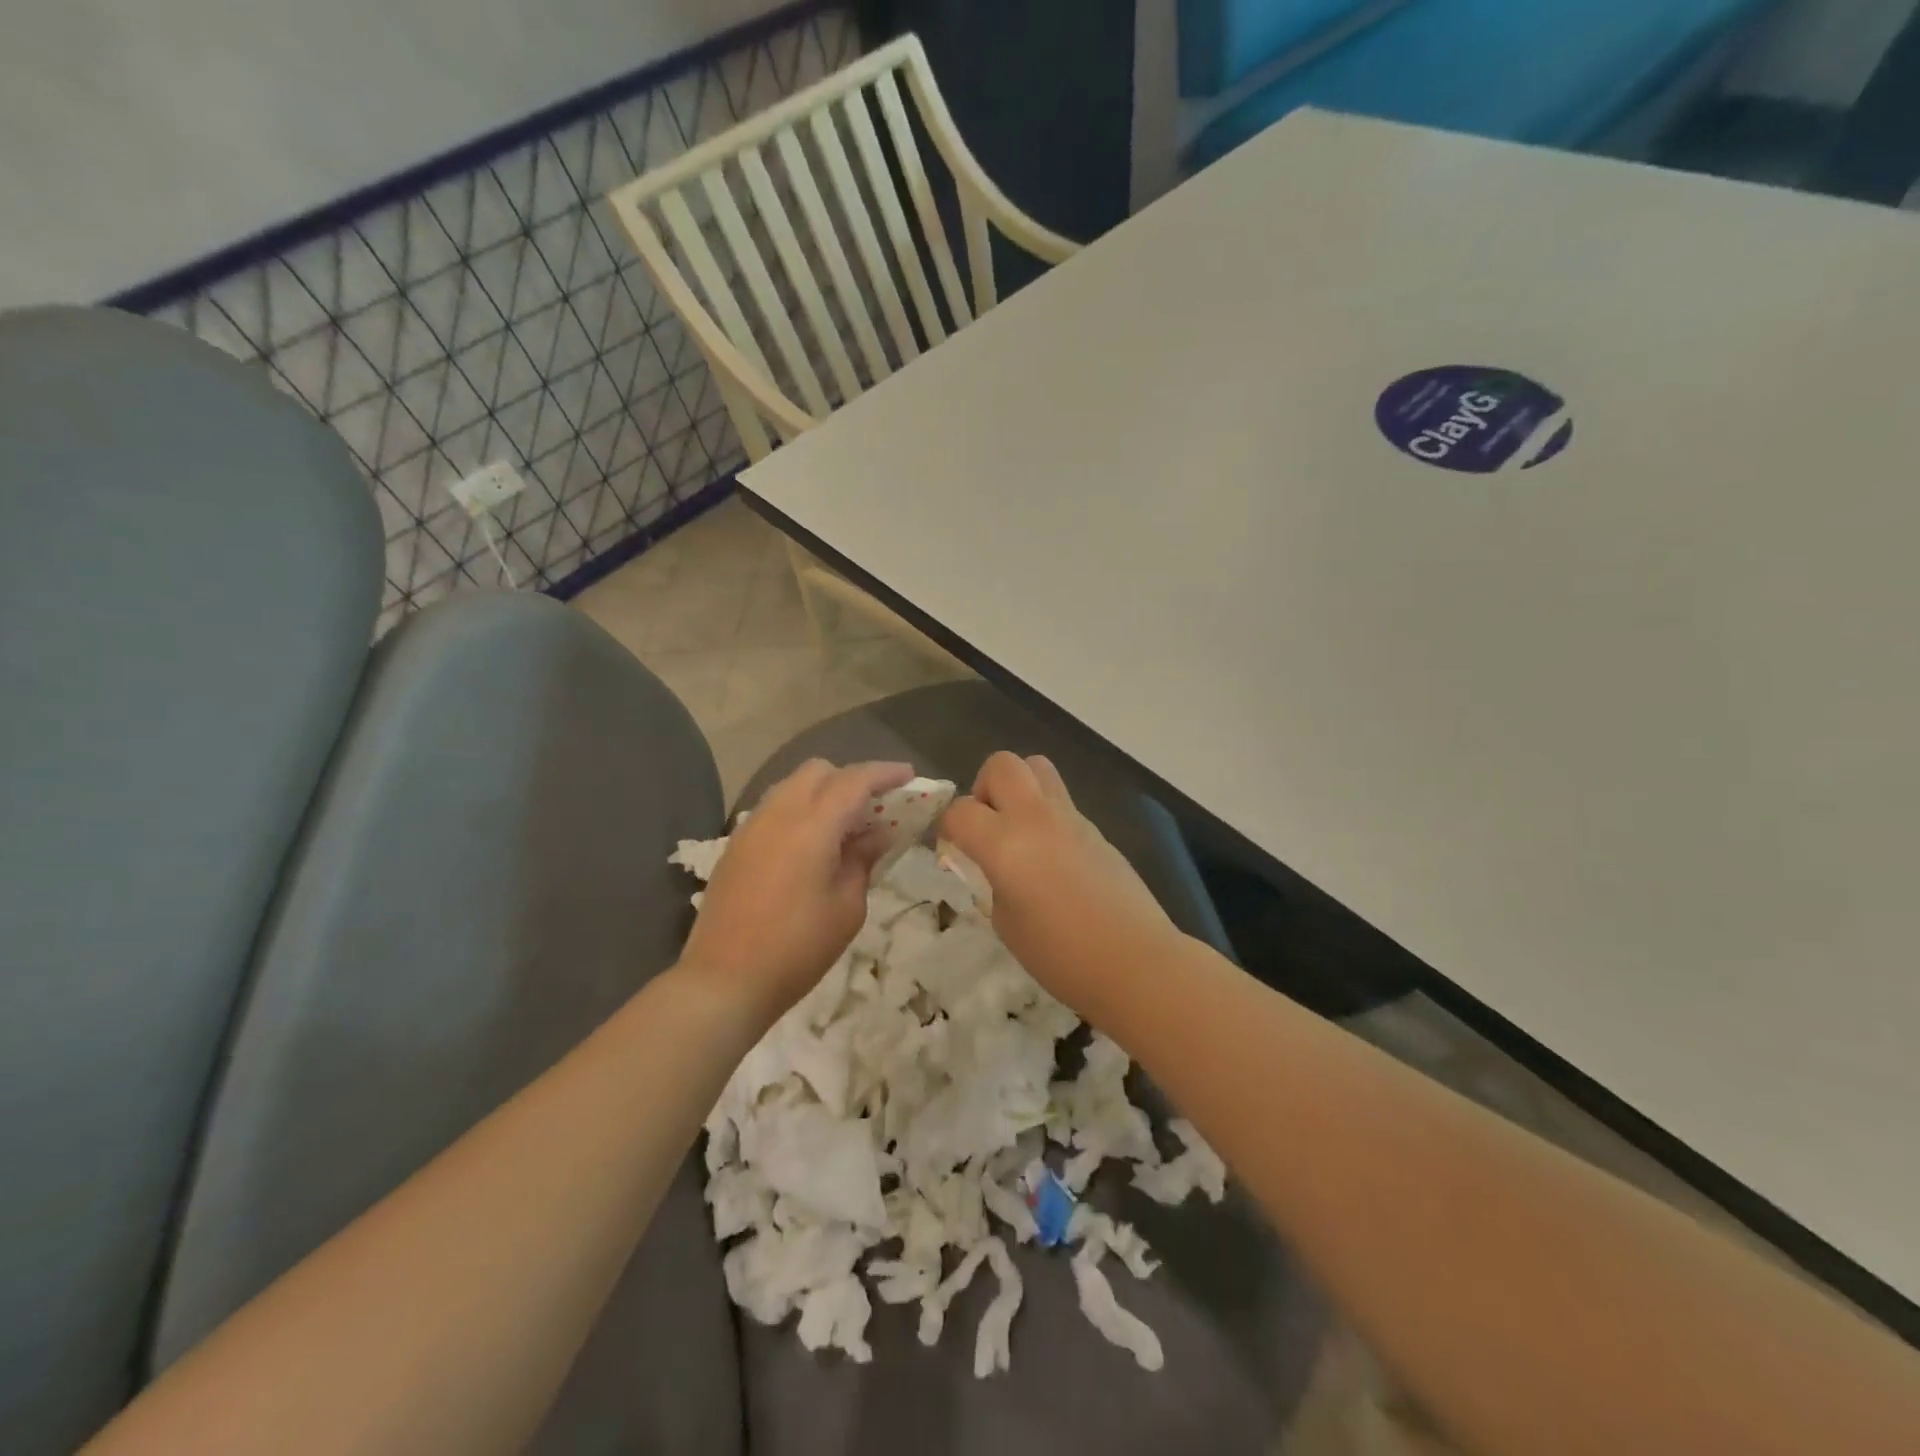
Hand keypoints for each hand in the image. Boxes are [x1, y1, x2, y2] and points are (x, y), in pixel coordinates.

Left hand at [680, 759, 912, 1023]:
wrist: (724, 980)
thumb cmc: (798, 947)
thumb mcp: (847, 907)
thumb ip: (863, 859)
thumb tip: (878, 833)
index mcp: (812, 825)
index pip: (854, 780)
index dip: (884, 773)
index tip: (909, 776)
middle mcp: (779, 813)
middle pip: (818, 771)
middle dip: (850, 778)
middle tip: (875, 806)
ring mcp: (752, 827)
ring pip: (791, 786)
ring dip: (822, 792)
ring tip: (844, 824)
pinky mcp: (736, 845)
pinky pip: (774, 808)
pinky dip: (799, 810)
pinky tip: (811, 844)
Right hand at [942, 752, 1181, 1012]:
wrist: (1135, 962)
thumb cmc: (1061, 956)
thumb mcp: (1006, 924)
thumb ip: (992, 882)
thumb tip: (994, 866)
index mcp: (1005, 843)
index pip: (959, 810)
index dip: (948, 827)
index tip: (952, 848)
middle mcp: (1036, 817)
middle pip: (1001, 765)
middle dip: (984, 788)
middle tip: (987, 826)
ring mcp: (1071, 818)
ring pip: (1038, 768)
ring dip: (1019, 789)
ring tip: (1019, 831)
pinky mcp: (1096, 828)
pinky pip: (1062, 802)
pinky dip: (1046, 816)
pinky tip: (1052, 857)